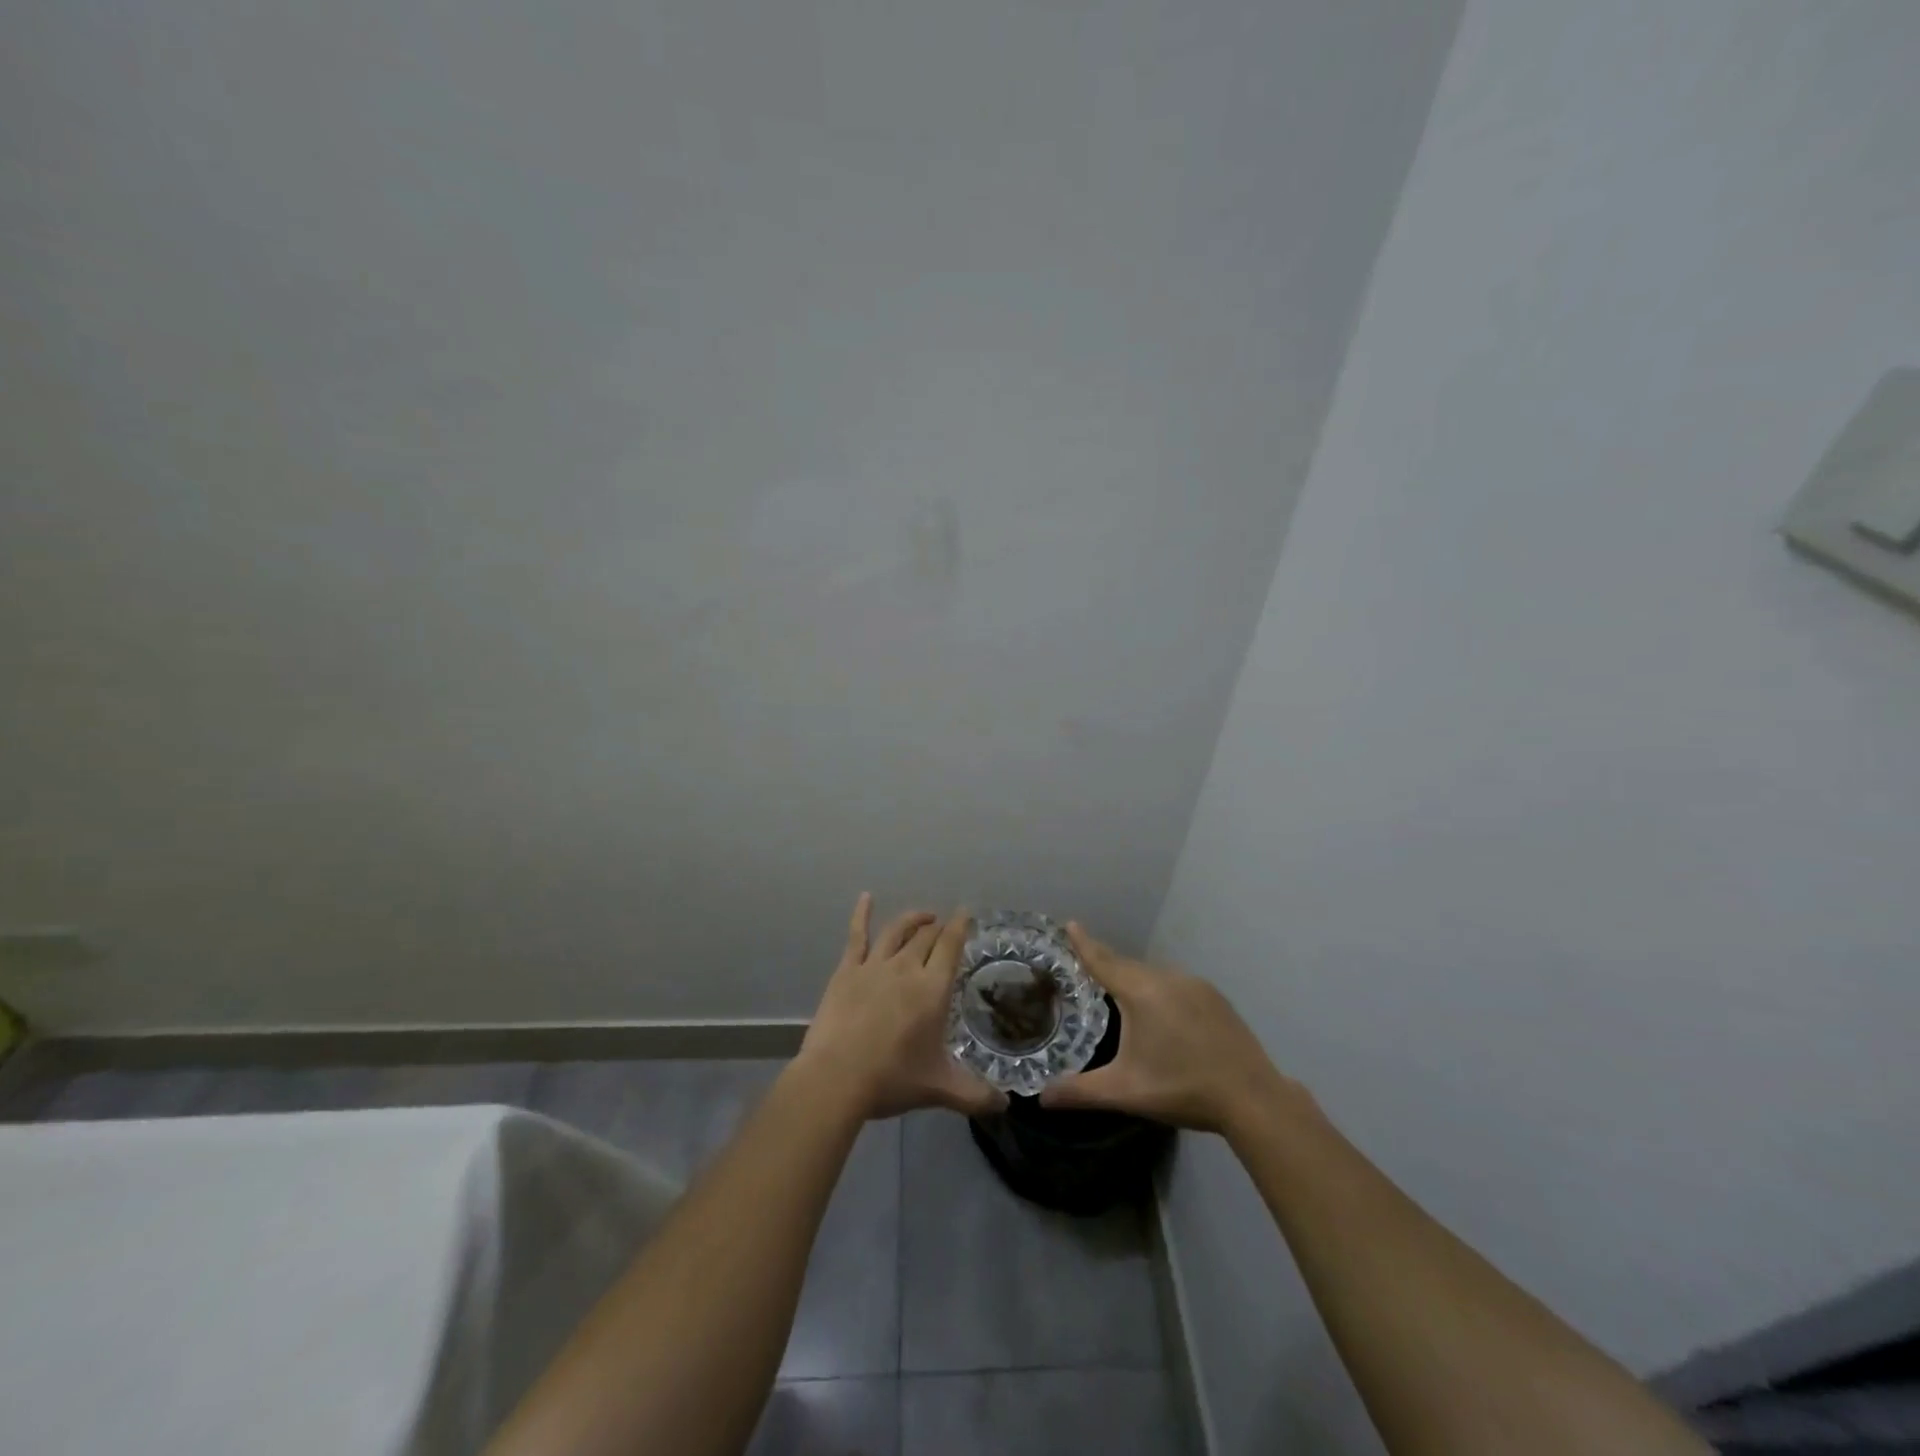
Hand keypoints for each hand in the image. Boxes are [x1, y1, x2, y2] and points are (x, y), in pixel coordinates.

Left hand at [798, 894, 1006, 1121]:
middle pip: (926, 936)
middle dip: (938, 927)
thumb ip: (975, 1095)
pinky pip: (856, 935)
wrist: (836, 1078)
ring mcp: (874, 965)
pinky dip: (861, 914)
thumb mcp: (939, 1088)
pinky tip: (865, 898)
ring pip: (897, 930)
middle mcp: (906, 967)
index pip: (950, 946)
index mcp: (932, 988)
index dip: (960, 926)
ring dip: (912, 919)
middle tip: (945, 926)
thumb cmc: (891, 1079)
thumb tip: (1006, 1106)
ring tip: (922, 916)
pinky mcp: (846, 970)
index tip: (966, 914)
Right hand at [1039, 922, 1292, 1135]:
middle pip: (1128, 966)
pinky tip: (1162, 1013)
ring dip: (1135, 979)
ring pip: (1154, 974)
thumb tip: (1042, 1097)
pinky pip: (1176, 984)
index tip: (1069, 924)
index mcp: (1141, 993)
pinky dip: (1160, 989)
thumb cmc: (1183, 1089)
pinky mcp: (1216, 998)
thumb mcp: (1126, 1091)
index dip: (1084, 944)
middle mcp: (1167, 978)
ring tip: (1121, 993)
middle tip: (1087, 966)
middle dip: (1107, 964)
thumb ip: (1080, 1092)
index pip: (1103, 961)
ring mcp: (1196, 985)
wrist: (1253, 1098)